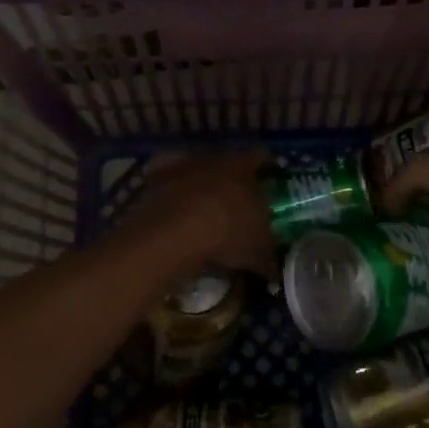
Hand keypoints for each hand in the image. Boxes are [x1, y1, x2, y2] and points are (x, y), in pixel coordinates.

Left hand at [118, 151, 274, 282]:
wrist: (173, 232)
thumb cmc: (227, 233)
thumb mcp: (257, 251)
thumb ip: (268, 258)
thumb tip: (274, 272)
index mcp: (242, 167)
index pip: (260, 155)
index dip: (267, 166)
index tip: (271, 178)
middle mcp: (212, 158)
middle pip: (226, 162)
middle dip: (232, 178)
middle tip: (238, 200)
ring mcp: (180, 166)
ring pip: (195, 170)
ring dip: (200, 185)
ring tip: (203, 210)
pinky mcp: (153, 179)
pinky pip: (165, 183)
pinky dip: (170, 194)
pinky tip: (174, 213)